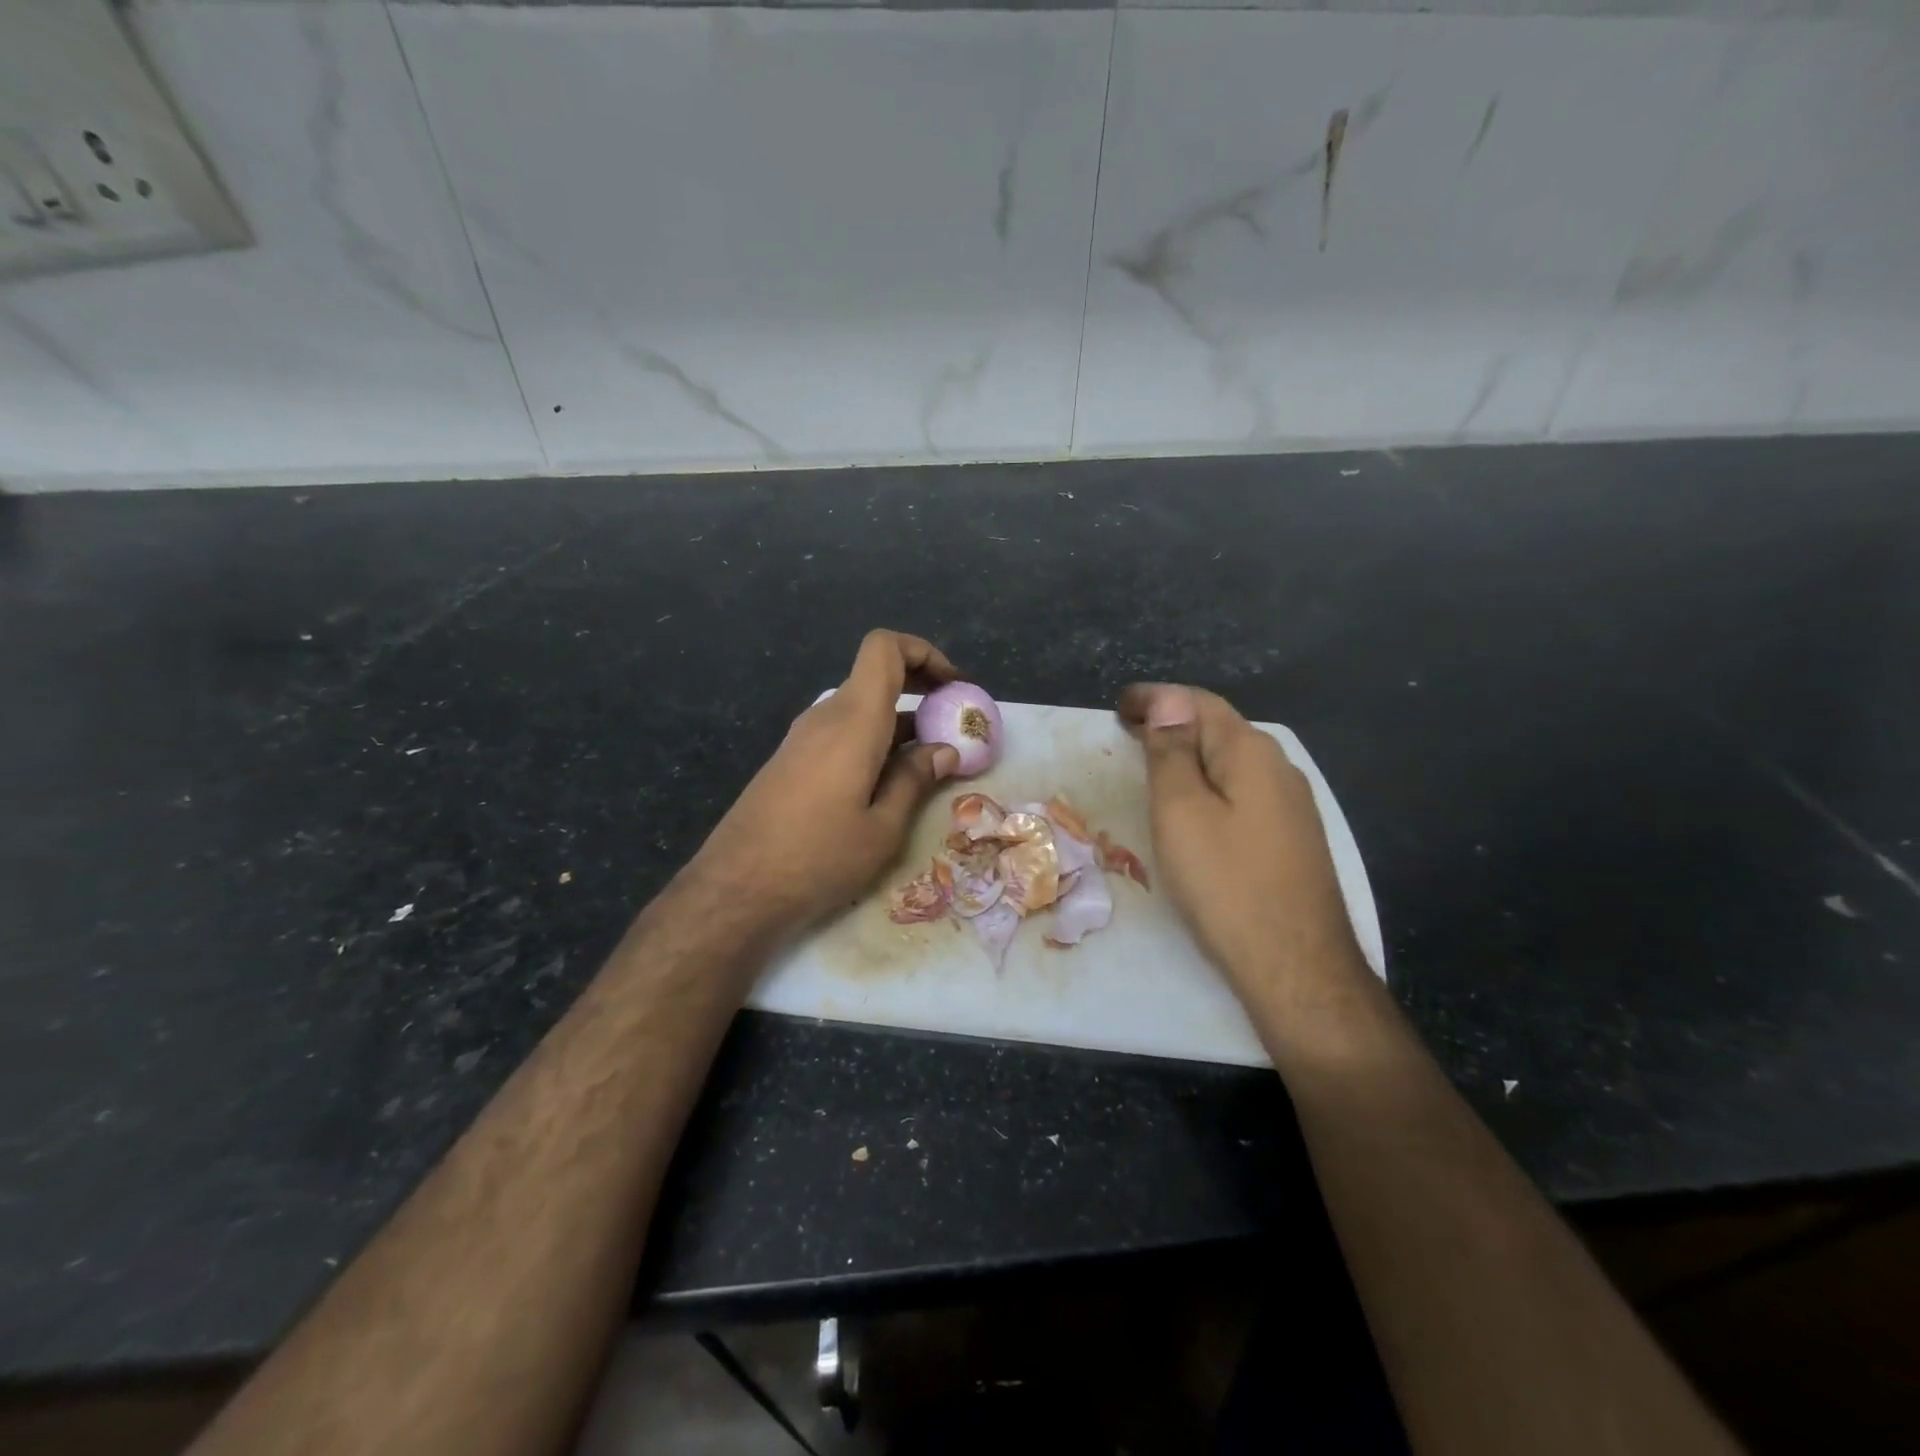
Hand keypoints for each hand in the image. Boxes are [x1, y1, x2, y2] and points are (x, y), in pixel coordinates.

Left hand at [685, 630, 962, 941]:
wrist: (735, 890)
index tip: (954, 688)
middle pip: (876, 676)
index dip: (924, 653)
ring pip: (861, 709)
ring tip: (932, 763)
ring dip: (900, 723)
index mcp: (854, 720)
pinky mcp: (792, 761)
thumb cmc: (818, 857)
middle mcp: (826, 717)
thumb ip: (915, 780)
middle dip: (921, 689)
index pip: (884, 648)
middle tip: (954, 723)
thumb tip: (944, 750)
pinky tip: (889, 784)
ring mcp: (804, 738)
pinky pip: (842, 733)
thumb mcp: (883, 828)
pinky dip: (875, 742)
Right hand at [1118, 684, 1365, 996]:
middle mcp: (1279, 768)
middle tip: (1126, 732)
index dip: (1155, 699)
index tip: (1118, 705)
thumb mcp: (1181, 811)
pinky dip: (1209, 785)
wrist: (1296, 966)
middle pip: (1218, 729)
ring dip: (1189, 755)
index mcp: (1251, 752)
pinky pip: (1242, 793)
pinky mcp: (1292, 838)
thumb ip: (1171, 752)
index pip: (1198, 703)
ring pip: (1231, 763)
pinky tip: (1194, 806)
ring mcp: (1291, 806)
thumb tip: (1167, 700)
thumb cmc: (1225, 883)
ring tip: (1151, 765)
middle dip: (1171, 724)